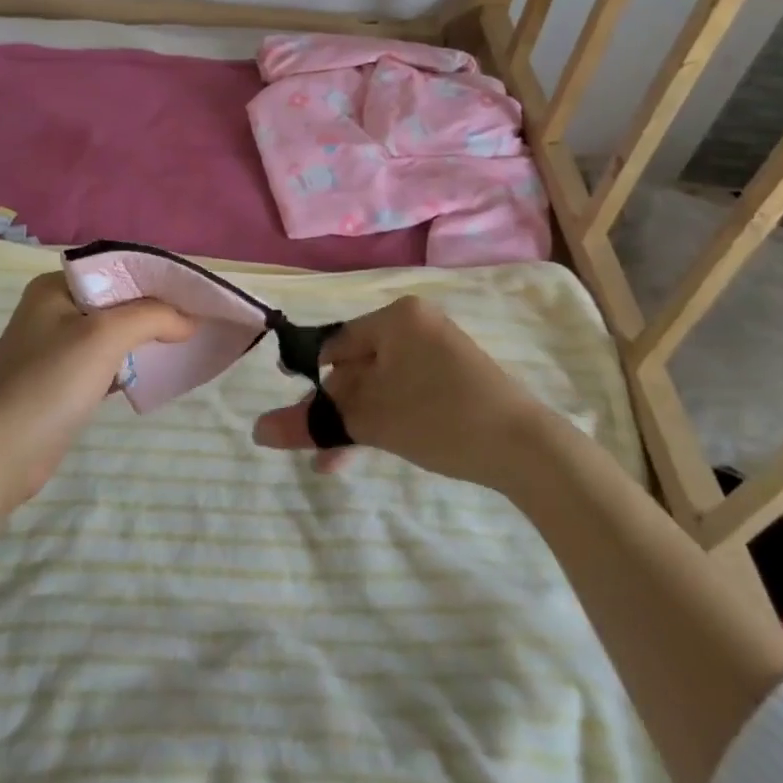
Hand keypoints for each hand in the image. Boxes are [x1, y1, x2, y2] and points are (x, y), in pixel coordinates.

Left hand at [0, 272, 193, 512]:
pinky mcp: (60, 382)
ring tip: (184, 341)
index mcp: (55, 286)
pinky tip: (154, 372)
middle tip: (196, 318)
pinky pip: (104, 362)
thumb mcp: (104, 336)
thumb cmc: (48, 383)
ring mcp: (54, 348)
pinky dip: (129, 365)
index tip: (195, 293)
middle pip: (117, 300)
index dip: (157, 278)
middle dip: (155, 309)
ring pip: (112, 332)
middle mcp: (52, 309)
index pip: (117, 269)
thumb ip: (152, 317)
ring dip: (144, 338)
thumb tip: (189, 320)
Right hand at [251, 295, 548, 487]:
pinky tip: (374, 448)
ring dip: (358, 422)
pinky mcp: (456, 378)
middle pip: (357, 366)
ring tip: (335, 465)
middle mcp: (416, 325)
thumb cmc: (439, 417)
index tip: (302, 417)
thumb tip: (256, 431)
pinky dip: (387, 418)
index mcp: (396, 317)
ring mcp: (440, 351)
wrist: (526, 448)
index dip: (313, 381)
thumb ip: (311, 423)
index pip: (335, 344)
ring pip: (381, 385)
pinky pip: (407, 392)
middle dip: (336, 412)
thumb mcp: (369, 421)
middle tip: (320, 452)